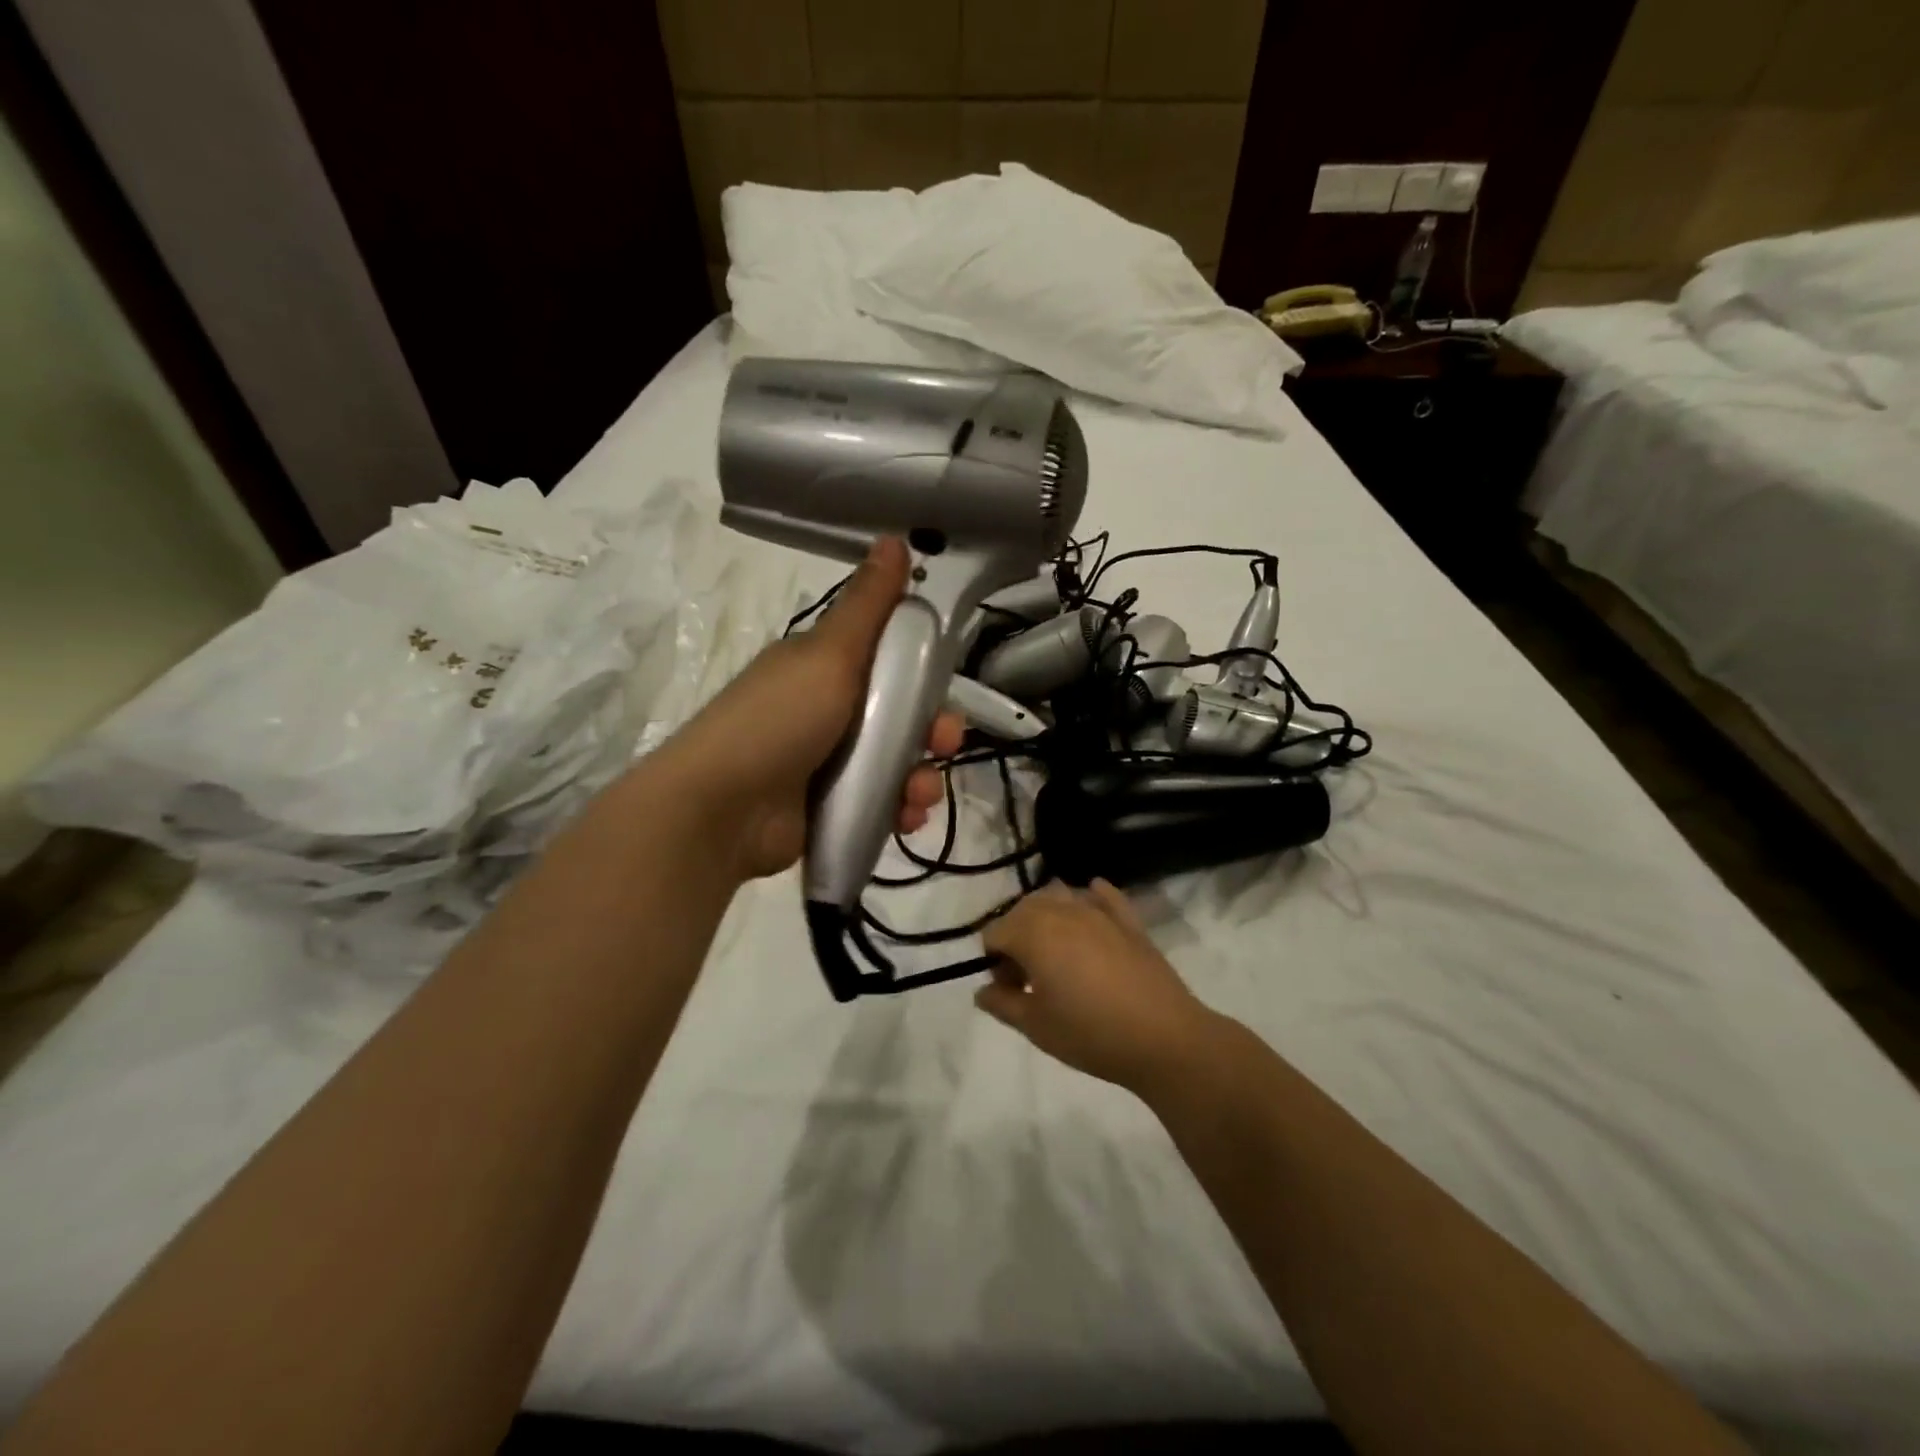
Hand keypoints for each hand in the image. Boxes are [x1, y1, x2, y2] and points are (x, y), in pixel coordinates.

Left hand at [667, 537, 963, 881]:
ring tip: (918, 794)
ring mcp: (827, 763)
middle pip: (901, 714)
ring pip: (897, 762)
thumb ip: (868, 604)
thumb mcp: (828, 654)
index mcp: (823, 668)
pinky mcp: (830, 807)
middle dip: (932, 730)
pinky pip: (881, 802)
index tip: (943, 684)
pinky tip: (907, 817)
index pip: (887, 658)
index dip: (922, 669)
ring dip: (920, 777)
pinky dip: (900, 808)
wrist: (722, 811)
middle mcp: (827, 711)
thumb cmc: (778, 721)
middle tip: (943, 744)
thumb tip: (893, 537)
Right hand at [978, 880, 1223, 1093]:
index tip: (1009, 992)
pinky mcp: (1129, 919)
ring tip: (1056, 955)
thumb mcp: (1035, 1026)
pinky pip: (1102, 896)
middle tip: (1030, 979)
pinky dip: (1090, 899)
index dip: (994, 962)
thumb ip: (1002, 1004)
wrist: (1164, 1038)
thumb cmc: (1090, 1033)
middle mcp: (1062, 910)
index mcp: (1033, 933)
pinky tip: (1090, 913)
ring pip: (1058, 896)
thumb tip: (982, 991)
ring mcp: (1098, 911)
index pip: (994, 933)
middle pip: (1023, 910)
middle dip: (1017, 938)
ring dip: (1047, 918)